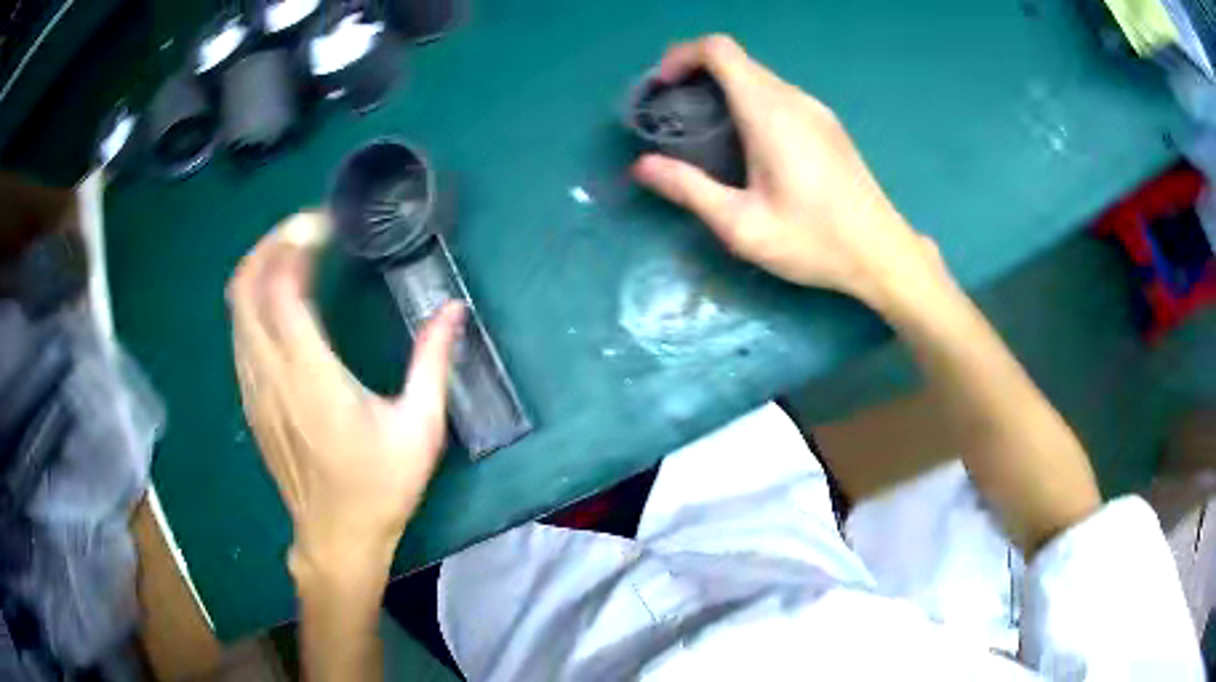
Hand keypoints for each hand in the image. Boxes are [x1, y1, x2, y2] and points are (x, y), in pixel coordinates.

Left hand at [227, 212, 464, 580]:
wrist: (335, 539)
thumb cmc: (379, 488)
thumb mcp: (420, 429)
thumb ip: (433, 362)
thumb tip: (453, 309)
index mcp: (309, 377)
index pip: (281, 289)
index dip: (296, 244)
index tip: (325, 224)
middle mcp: (270, 374)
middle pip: (245, 287)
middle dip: (269, 244)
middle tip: (306, 229)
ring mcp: (253, 387)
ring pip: (236, 307)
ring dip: (259, 268)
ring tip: (294, 252)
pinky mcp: (249, 398)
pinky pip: (239, 331)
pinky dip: (254, 299)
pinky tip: (282, 300)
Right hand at [633, 35, 938, 305]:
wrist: (882, 253)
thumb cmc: (814, 241)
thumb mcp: (742, 225)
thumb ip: (688, 189)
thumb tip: (641, 166)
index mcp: (769, 112)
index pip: (719, 49)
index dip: (682, 56)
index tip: (663, 87)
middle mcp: (794, 99)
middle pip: (736, 61)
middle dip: (696, 76)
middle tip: (674, 116)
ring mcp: (816, 110)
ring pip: (758, 77)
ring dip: (723, 90)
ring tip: (705, 133)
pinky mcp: (828, 125)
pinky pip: (779, 95)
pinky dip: (749, 103)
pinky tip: (747, 145)